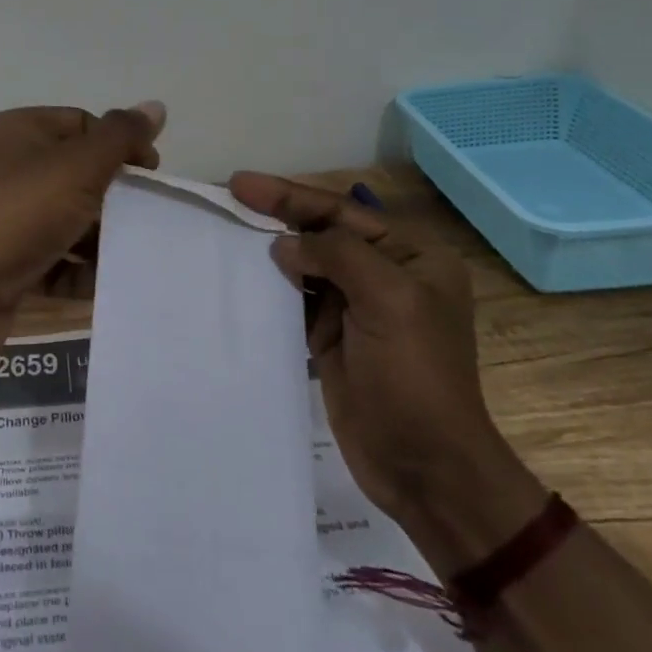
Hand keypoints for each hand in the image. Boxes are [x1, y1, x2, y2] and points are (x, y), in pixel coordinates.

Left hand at [0, 103, 165, 360]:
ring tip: (127, 254)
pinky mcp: (8, 257)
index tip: (150, 176)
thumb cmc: (22, 214)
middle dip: (113, 197)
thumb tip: (156, 105)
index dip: (120, 145)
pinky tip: (99, 283)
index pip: (83, 124)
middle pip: (79, 173)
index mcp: (20, 130)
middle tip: (142, 217)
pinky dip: (79, 269)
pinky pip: (56, 256)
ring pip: (70, 218)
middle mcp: (10, 166)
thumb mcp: (78, 167)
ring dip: (100, 237)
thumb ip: (120, 137)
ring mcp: (7, 214)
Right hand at [228, 173, 531, 538]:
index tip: (241, 184)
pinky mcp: (332, 336)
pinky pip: (295, 298)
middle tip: (229, 196)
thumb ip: (337, 255)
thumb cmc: (414, 376)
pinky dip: (269, 286)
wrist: (425, 468)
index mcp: (412, 257)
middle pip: (321, 232)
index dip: (290, 195)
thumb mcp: (388, 300)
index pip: (342, 212)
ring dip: (269, 249)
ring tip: (226, 229)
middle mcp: (386, 274)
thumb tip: (285, 246)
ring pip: (304, 263)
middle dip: (277, 214)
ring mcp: (357, 307)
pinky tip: (241, 276)